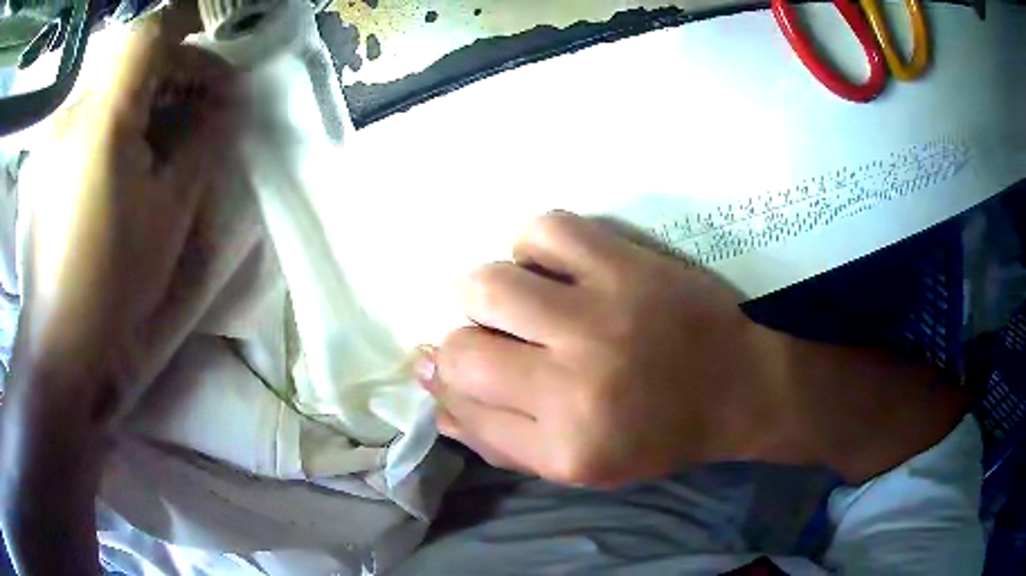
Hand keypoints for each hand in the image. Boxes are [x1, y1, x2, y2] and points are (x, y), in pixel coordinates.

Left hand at [23, 16, 238, 369]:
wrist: (59, 346)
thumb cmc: (114, 282)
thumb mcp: (169, 212)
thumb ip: (203, 142)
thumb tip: (229, 103)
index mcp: (100, 117)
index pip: (150, 34)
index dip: (189, 45)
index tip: (214, 81)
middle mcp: (68, 114)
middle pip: (128, 62)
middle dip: (170, 79)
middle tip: (196, 115)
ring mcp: (49, 140)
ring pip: (105, 91)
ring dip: (139, 104)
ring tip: (157, 146)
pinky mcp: (40, 164)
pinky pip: (82, 121)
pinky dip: (109, 127)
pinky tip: (117, 167)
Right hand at [419, 211, 807, 486]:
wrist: (739, 387)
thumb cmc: (658, 435)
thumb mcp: (577, 466)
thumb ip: (498, 440)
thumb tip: (433, 392)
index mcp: (565, 445)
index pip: (461, 400)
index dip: (447, 379)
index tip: (452, 366)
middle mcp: (575, 384)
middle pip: (463, 346)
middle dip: (464, 340)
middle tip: (496, 337)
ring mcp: (602, 315)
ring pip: (489, 282)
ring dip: (490, 292)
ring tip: (521, 302)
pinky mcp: (627, 264)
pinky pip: (543, 230)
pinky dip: (534, 246)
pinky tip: (554, 266)